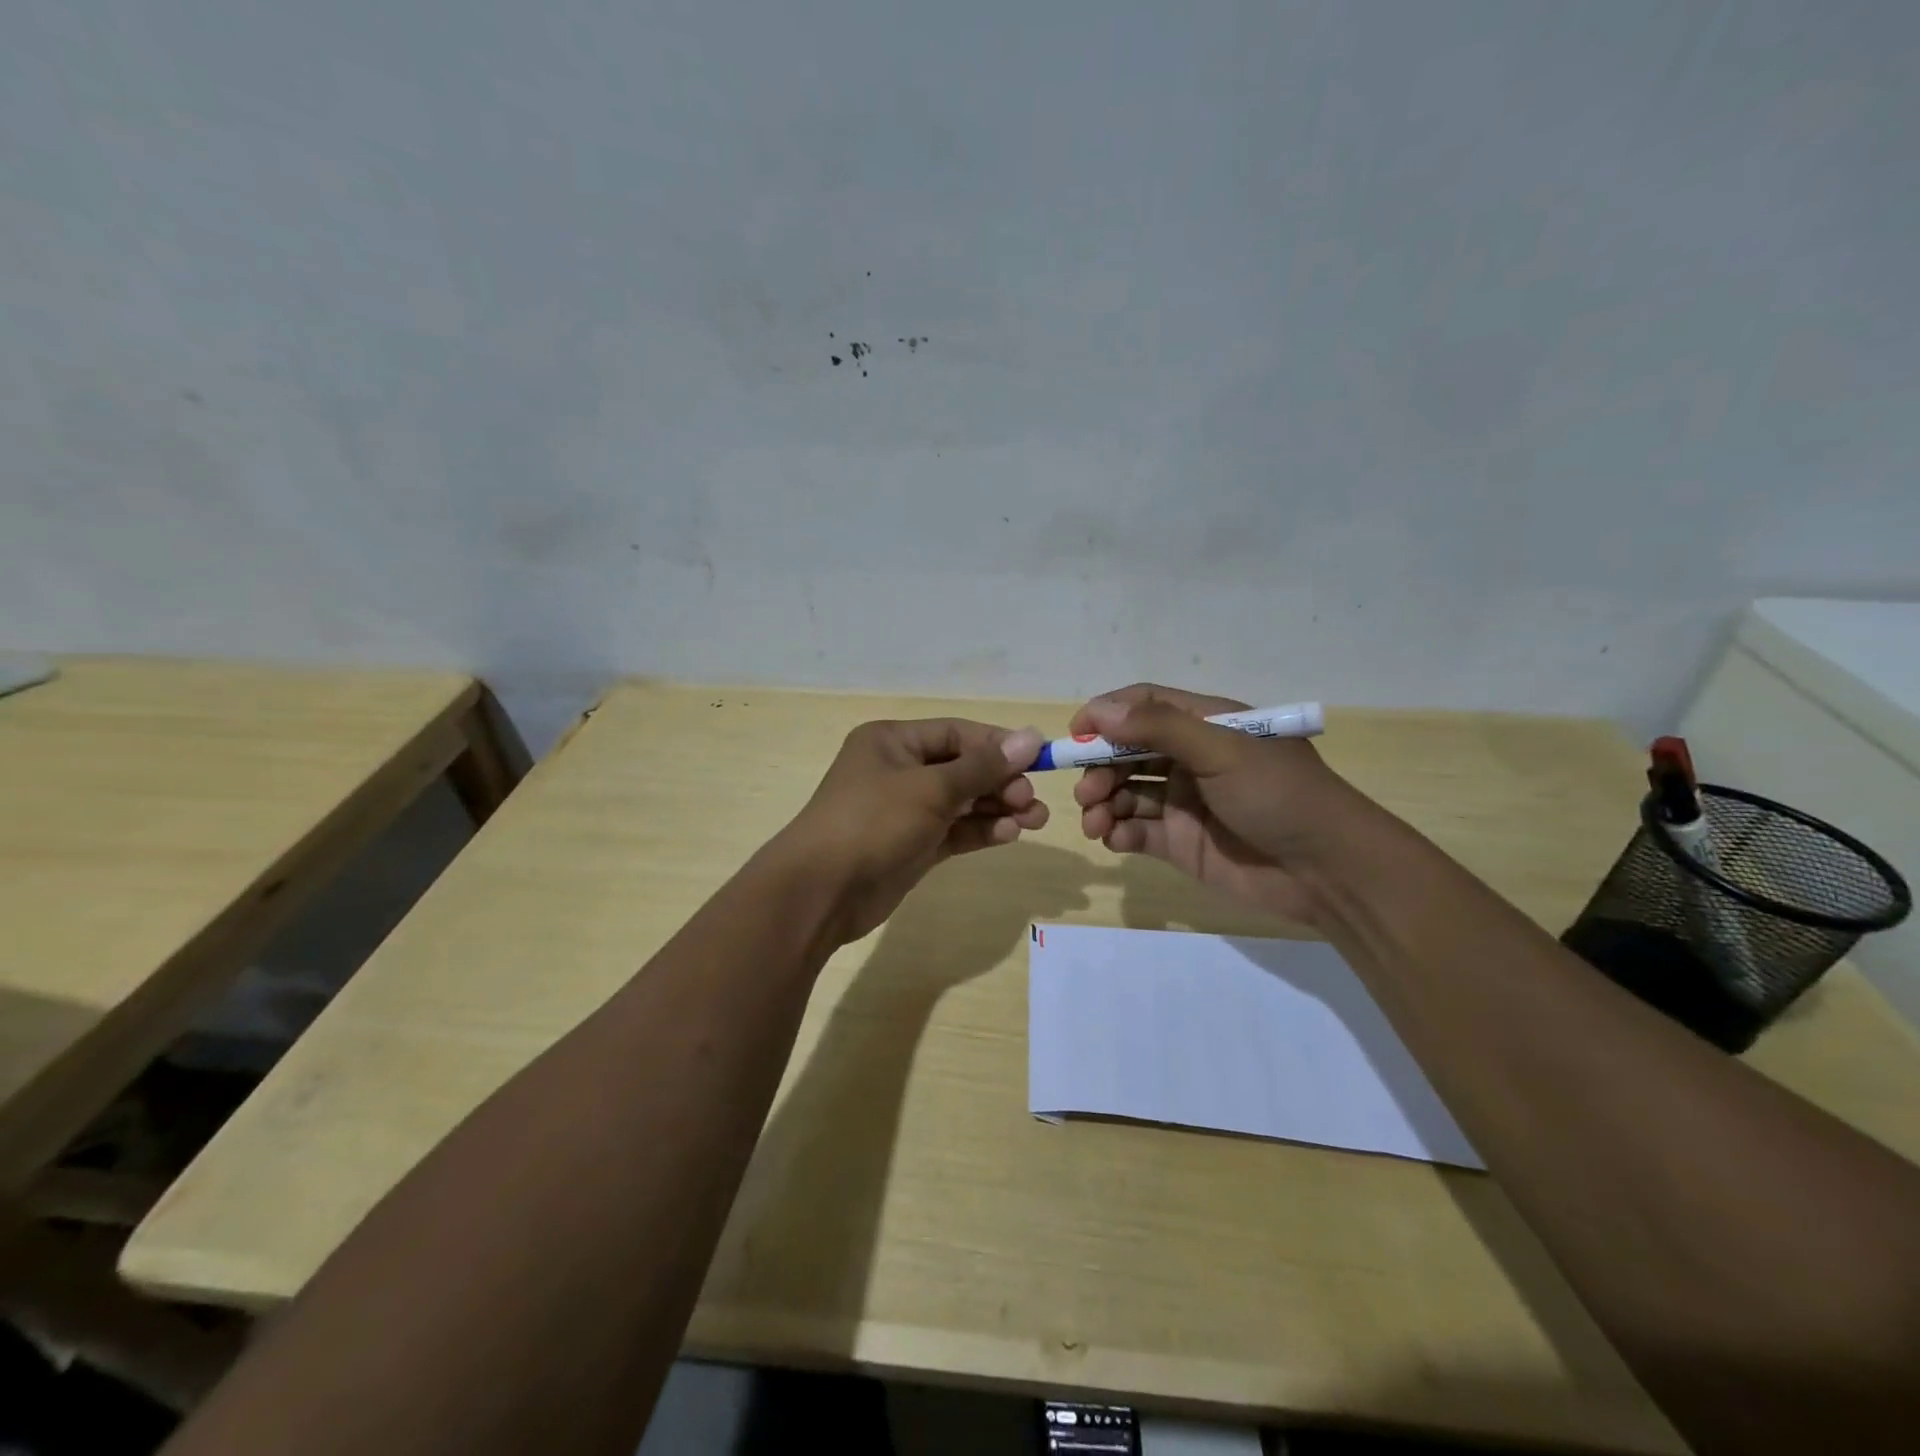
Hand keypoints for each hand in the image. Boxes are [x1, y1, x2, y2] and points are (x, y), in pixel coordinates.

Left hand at [777, 718, 1046, 943]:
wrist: (821, 892)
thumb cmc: (873, 823)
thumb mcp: (931, 789)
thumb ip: (983, 767)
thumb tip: (1030, 737)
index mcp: (893, 742)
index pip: (957, 733)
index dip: (998, 745)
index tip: (1038, 759)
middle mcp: (899, 770)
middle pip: (962, 768)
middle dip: (1001, 782)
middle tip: (1032, 800)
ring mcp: (905, 810)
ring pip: (962, 802)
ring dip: (998, 808)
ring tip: (1035, 820)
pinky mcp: (911, 845)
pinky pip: (954, 831)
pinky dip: (980, 830)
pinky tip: (1009, 834)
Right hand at [1071, 684, 1365, 927]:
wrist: (1328, 872)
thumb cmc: (1279, 795)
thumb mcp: (1223, 750)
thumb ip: (1159, 728)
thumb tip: (1098, 711)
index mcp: (1206, 725)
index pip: (1144, 706)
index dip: (1107, 715)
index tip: (1076, 735)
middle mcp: (1190, 758)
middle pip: (1126, 752)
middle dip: (1100, 768)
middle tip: (1086, 791)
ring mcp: (1183, 802)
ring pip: (1125, 793)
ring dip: (1102, 803)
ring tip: (1095, 822)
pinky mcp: (1180, 842)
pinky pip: (1136, 831)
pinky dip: (1118, 833)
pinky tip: (1114, 839)